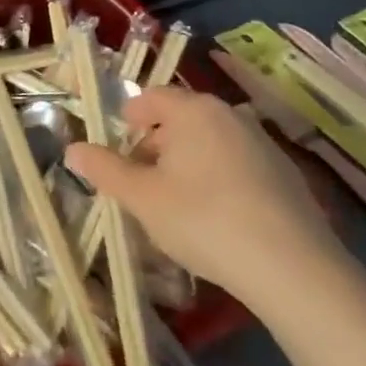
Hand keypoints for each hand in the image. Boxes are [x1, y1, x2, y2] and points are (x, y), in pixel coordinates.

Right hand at [65, 87, 341, 306]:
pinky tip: (216, 217)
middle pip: (181, 119)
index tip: (118, 146)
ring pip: (210, 142)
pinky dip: (219, 178)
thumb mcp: (142, 197)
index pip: (151, 97)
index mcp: (193, 110)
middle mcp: (230, 115)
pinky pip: (238, 164)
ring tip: (175, 202)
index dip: (129, 117)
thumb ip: (104, 170)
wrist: (293, 269)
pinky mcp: (287, 175)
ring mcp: (263, 143)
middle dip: (156, 144)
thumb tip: (73, 149)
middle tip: (140, 180)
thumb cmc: (203, 219)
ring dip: (187, 162)